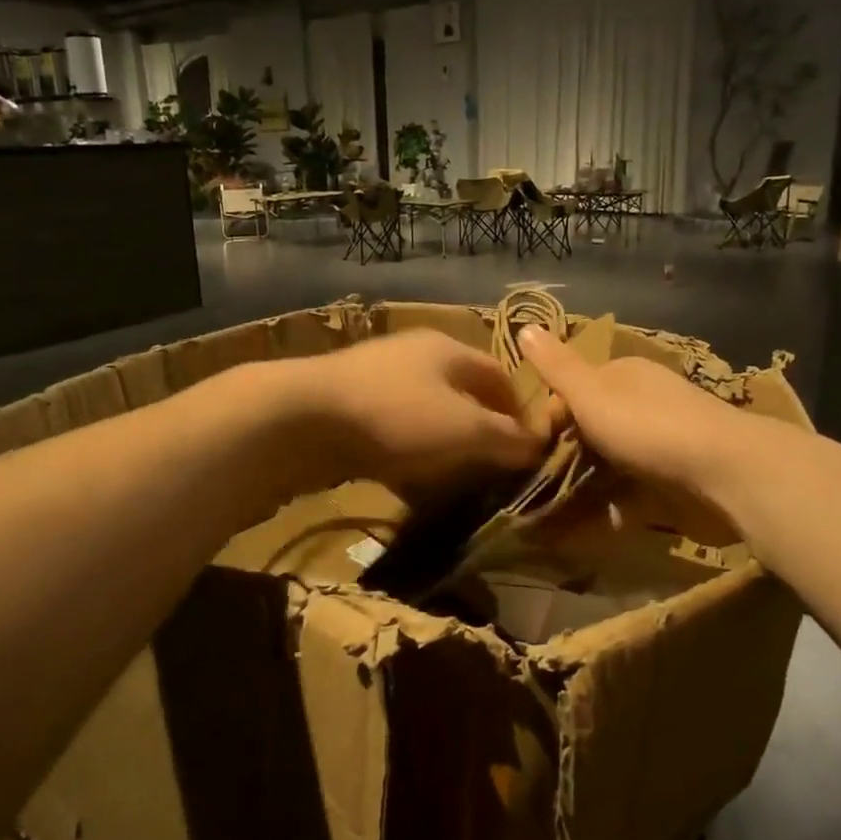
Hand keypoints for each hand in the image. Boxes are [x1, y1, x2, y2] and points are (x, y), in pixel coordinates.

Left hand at [288, 331, 550, 495]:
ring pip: (426, 419)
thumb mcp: (466, 430)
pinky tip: (408, 489)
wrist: (302, 418)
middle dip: (480, 436)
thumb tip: (538, 445)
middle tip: (491, 474)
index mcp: (449, 350)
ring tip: (453, 488)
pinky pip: (392, 436)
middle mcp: (415, 357)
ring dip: (443, 452)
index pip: (500, 376)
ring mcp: (378, 381)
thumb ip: (507, 438)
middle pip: (461, 397)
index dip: (519, 413)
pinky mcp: (349, 409)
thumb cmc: (397, 416)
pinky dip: (407, 460)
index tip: (528, 452)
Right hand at [517, 326, 753, 540]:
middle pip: (592, 429)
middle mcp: (643, 404)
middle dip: (564, 457)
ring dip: (582, 488)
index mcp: (624, 375)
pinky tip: (586, 530)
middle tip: (534, 486)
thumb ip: (557, 368)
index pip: (574, 391)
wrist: (727, 473)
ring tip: (549, 518)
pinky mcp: (674, 482)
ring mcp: (661, 444)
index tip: (527, 448)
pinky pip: (631, 495)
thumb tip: (524, 325)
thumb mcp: (592, 393)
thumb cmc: (649, 426)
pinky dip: (610, 510)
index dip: (549, 418)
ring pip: (609, 465)